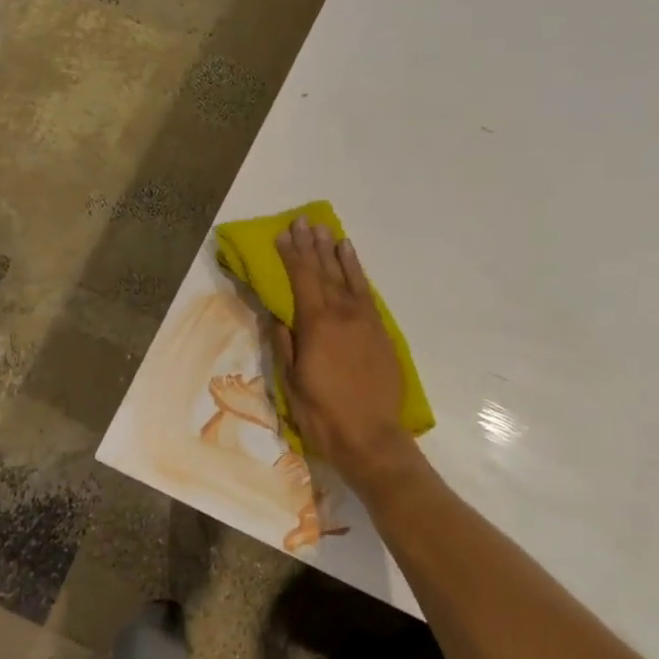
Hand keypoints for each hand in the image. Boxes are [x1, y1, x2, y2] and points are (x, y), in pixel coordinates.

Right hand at [271, 217, 418, 489]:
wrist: (372, 437)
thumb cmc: (322, 414)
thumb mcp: (292, 381)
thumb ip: (285, 343)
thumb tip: (276, 314)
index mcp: (316, 324)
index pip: (301, 279)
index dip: (291, 254)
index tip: (283, 233)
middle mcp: (343, 314)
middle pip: (325, 272)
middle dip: (312, 246)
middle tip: (304, 221)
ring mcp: (366, 322)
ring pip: (350, 279)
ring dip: (337, 254)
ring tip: (329, 233)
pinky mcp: (381, 333)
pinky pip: (367, 294)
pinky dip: (359, 275)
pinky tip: (352, 264)